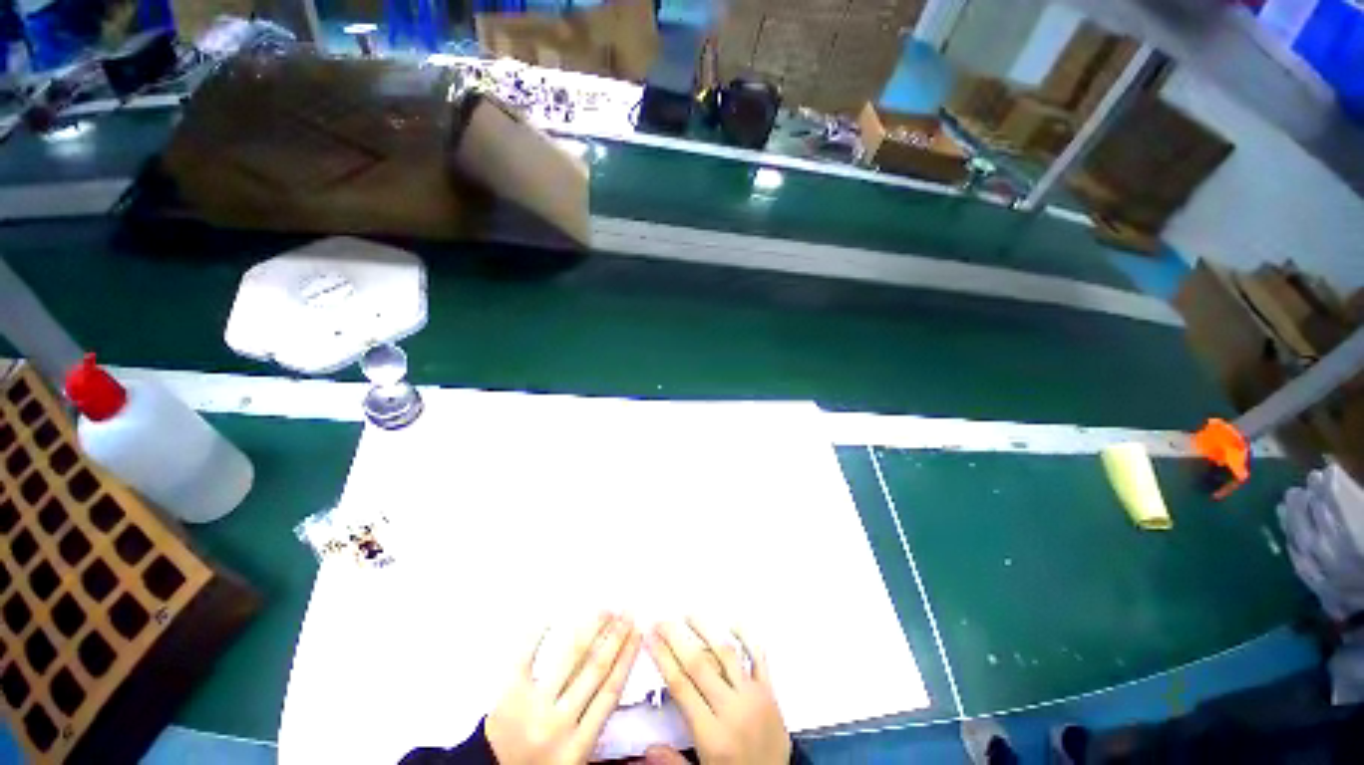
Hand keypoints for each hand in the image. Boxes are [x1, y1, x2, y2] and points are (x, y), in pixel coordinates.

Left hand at [486, 613, 642, 764]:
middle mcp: (559, 723)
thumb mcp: (575, 761)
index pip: (610, 691)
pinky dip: (537, 634)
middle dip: (615, 636)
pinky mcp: (509, 694)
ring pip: (570, 658)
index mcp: (578, 745)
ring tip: (604, 610)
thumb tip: (617, 680)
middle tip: (626, 612)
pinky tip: (551, 616)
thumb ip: (595, 727)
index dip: (627, 658)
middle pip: (595, 669)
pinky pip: (525, 658)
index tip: (638, 633)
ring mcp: (533, 706)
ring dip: (590, 629)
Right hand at [643, 618, 790, 764]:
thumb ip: (674, 762)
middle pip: (699, 665)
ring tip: (689, 615)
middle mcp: (732, 710)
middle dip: (677, 639)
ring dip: (706, 631)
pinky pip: (759, 659)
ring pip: (726, 654)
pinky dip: (748, 638)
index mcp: (712, 736)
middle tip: (662, 621)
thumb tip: (647, 748)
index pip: (681, 687)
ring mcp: (753, 697)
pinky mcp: (770, 693)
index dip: (663, 659)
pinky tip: (734, 623)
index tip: (650, 639)